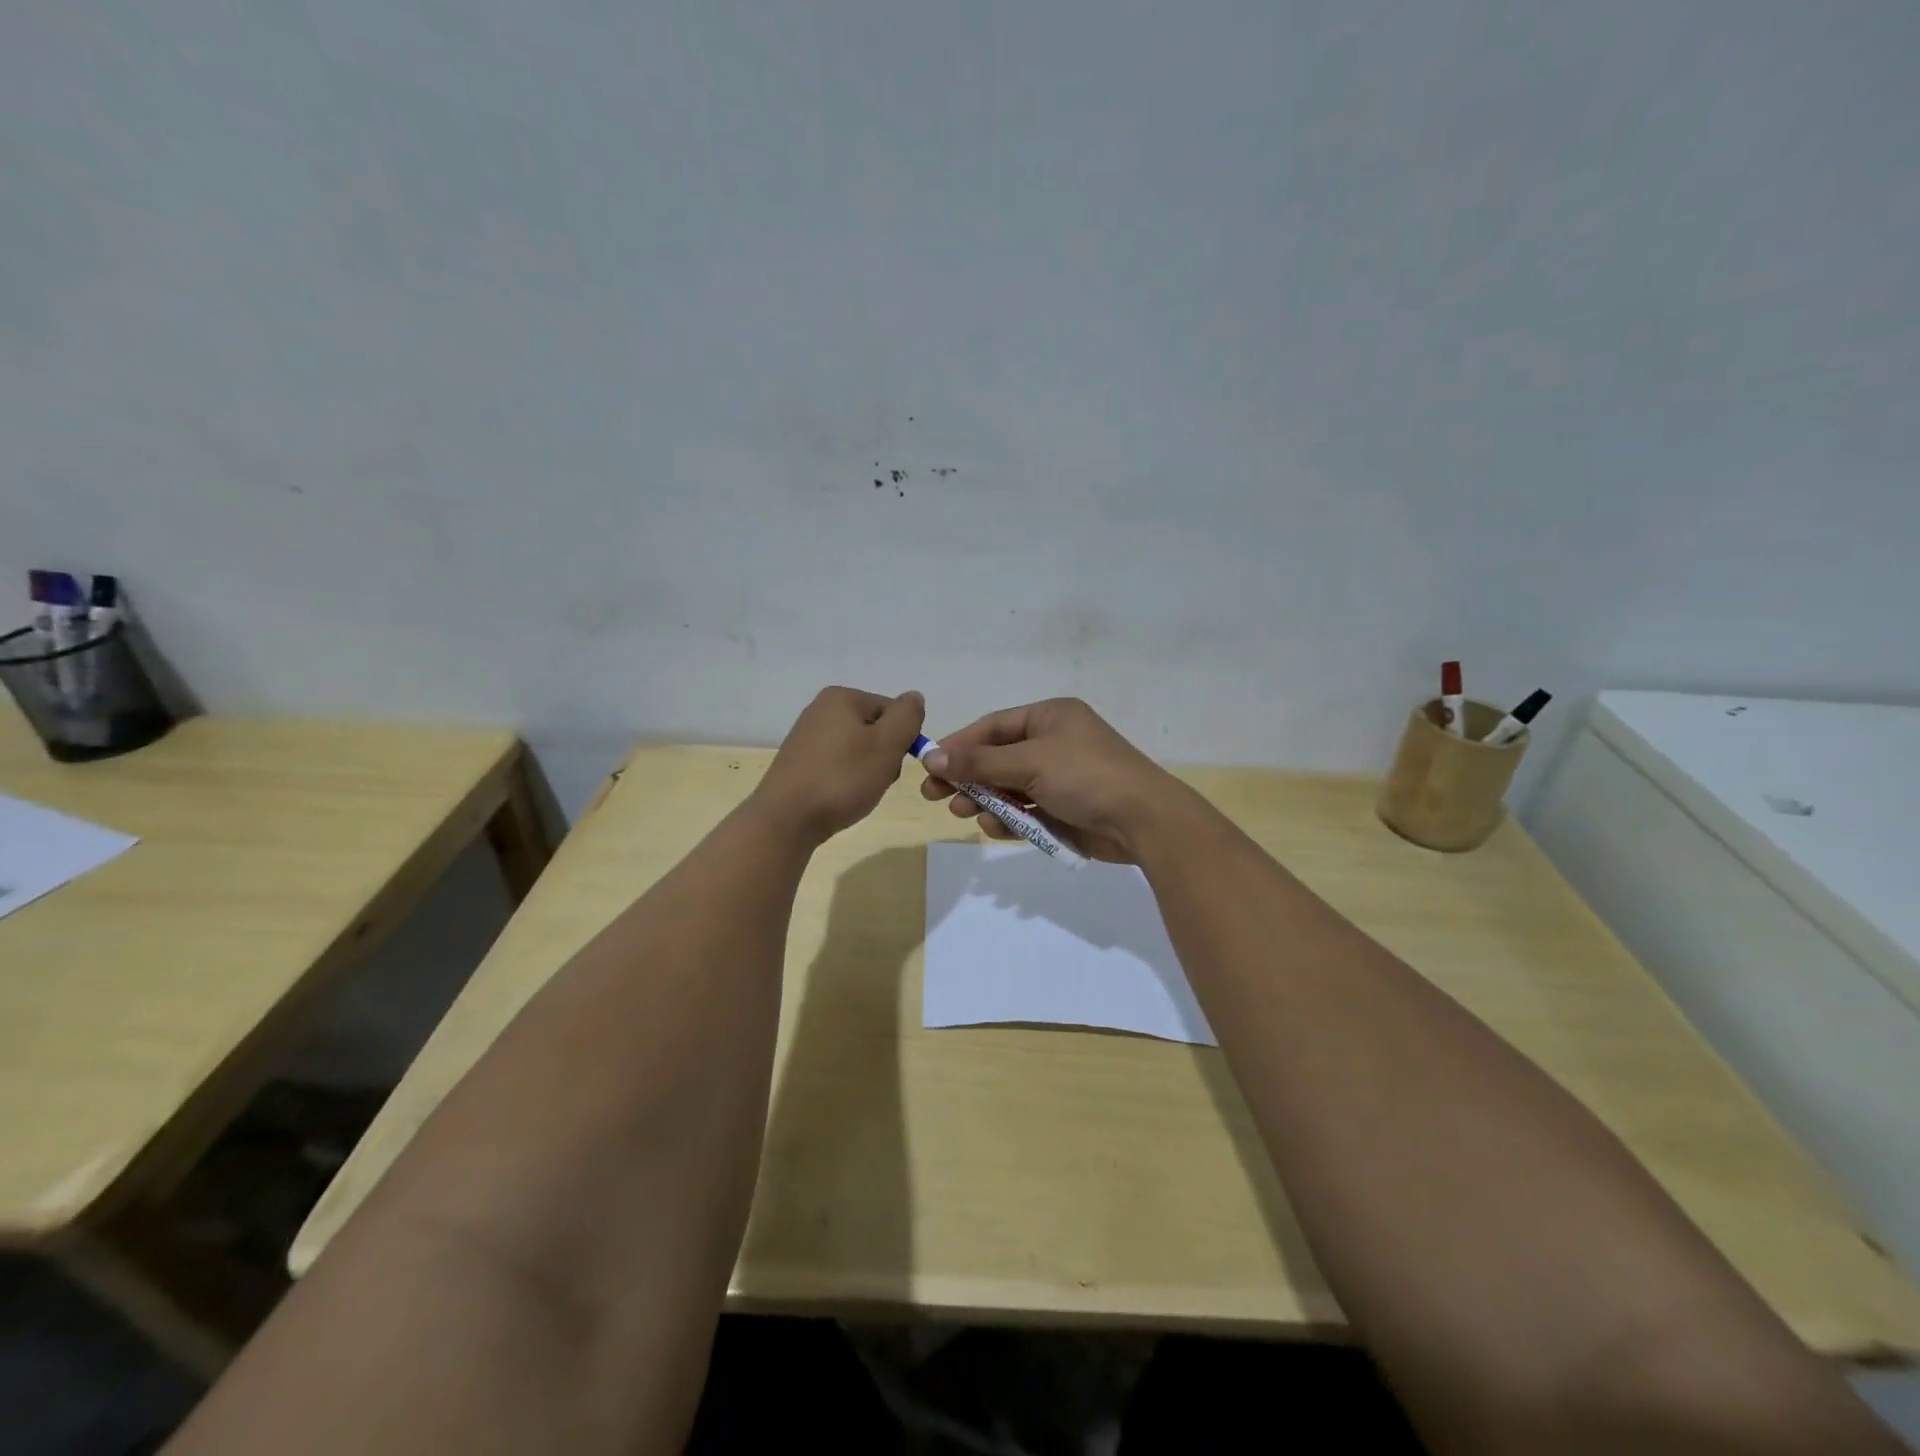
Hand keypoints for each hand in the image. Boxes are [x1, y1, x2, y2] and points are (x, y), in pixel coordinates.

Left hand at [752, 686, 925, 846]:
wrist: (786, 819)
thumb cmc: (842, 778)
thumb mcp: (887, 744)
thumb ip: (907, 717)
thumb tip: (914, 697)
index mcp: (841, 697)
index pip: (893, 710)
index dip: (902, 738)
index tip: (892, 763)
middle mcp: (820, 709)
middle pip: (874, 729)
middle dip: (883, 755)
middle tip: (875, 780)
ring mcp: (806, 736)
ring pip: (857, 750)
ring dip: (866, 771)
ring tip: (856, 792)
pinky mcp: (798, 762)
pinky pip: (836, 765)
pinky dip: (845, 780)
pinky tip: (839, 797)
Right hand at [918, 698, 1197, 862]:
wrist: (1143, 820)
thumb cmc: (1085, 776)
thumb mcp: (1029, 762)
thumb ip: (979, 761)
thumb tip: (931, 756)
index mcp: (1050, 717)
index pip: (993, 727)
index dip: (959, 745)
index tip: (929, 765)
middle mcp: (1054, 742)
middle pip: (997, 758)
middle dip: (967, 776)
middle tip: (934, 795)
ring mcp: (1060, 777)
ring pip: (1009, 787)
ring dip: (984, 799)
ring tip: (963, 812)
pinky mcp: (1065, 809)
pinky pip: (1026, 810)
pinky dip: (1009, 818)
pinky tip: (994, 827)